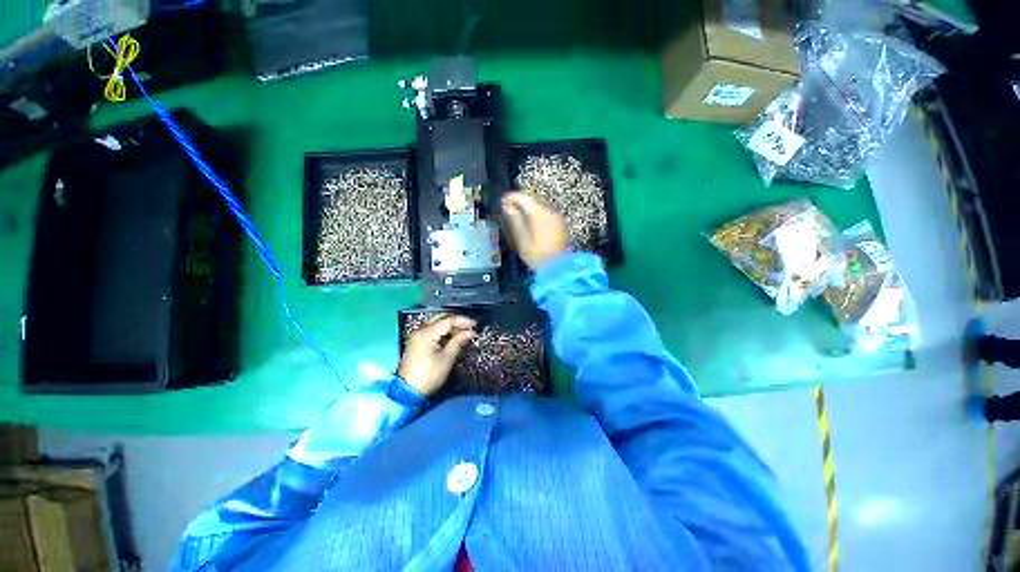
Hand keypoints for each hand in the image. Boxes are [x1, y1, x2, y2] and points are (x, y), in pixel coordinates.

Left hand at [398, 315, 475, 396]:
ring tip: (464, 333)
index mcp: (426, 333)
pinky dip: (444, 333)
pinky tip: (453, 338)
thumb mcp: (446, 358)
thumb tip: (470, 332)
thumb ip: (458, 341)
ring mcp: (417, 337)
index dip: (463, 321)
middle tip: (470, 328)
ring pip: (437, 325)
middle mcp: (420, 331)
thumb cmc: (429, 375)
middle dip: (457, 323)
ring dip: (451, 328)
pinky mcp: (417, 343)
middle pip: (442, 319)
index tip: (475, 325)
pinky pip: (433, 331)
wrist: (408, 392)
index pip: (448, 320)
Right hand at [501, 192, 568, 268]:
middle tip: (509, 208)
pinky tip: (531, 225)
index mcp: (539, 215)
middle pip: (533, 201)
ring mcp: (557, 219)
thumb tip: (508, 208)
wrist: (558, 268)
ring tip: (518, 218)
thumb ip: (514, 221)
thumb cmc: (540, 258)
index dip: (511, 197)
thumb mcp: (522, 240)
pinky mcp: (560, 225)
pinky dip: (537, 216)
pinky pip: (546, 215)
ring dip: (528, 210)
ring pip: (540, 207)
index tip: (504, 201)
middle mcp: (550, 213)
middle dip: (520, 203)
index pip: (523, 198)